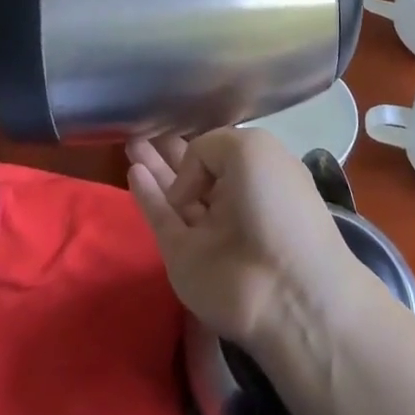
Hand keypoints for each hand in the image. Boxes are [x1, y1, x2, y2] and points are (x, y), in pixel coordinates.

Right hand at [126, 128, 361, 351]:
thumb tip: (186, 184)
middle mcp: (236, 199)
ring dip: (154, 166)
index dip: (204, 140)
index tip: (180, 125)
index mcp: (261, 173)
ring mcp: (208, 229)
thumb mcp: (250, 149)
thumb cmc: (275, 205)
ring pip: (174, 191)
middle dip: (171, 149)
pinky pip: (160, 217)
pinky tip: (133, 170)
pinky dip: (146, 195)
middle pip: (197, 169)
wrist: (282, 290)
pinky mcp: (183, 256)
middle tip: (143, 129)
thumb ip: (208, 148)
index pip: (225, 151)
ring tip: (131, 141)